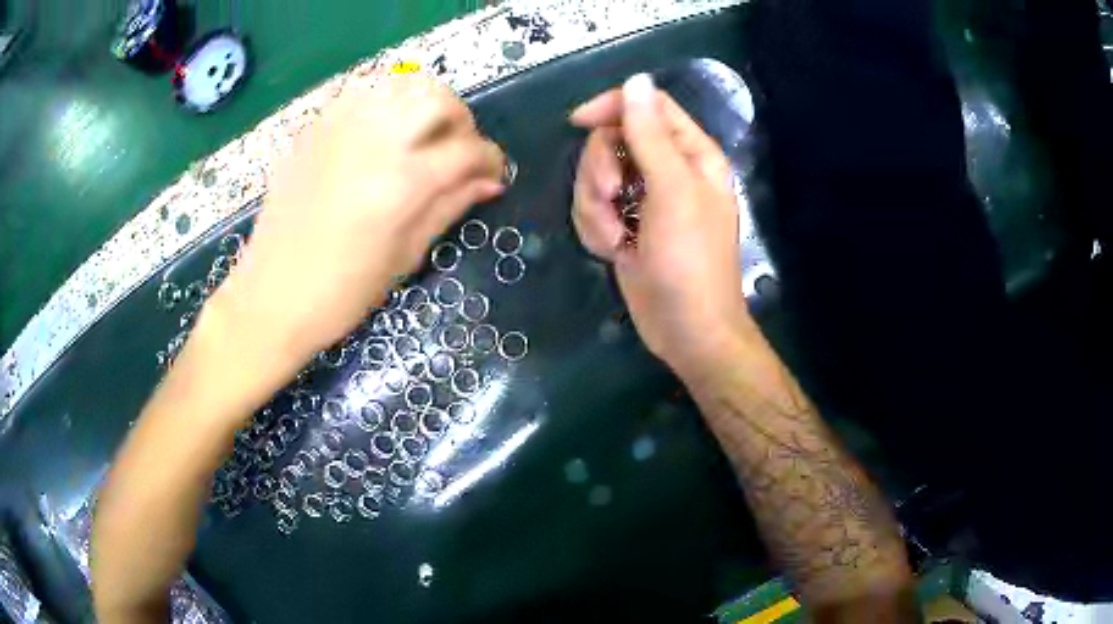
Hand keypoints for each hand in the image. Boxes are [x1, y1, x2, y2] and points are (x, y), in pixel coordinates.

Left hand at [213, 75, 504, 373]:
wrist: (270, 298)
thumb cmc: (341, 293)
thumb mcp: (405, 257)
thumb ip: (450, 207)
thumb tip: (489, 182)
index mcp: (401, 184)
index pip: (467, 150)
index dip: (492, 160)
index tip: (493, 175)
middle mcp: (372, 142)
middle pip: (437, 97)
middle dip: (460, 119)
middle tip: (457, 149)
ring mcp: (337, 130)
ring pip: (398, 84)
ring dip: (422, 104)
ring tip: (420, 136)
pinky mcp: (312, 130)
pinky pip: (359, 94)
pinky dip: (383, 104)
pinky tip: (380, 134)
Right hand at [571, 74, 756, 377]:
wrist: (686, 330)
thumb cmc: (690, 261)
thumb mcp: (672, 191)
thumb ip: (650, 134)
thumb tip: (636, 80)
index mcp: (691, 153)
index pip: (647, 107)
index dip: (613, 107)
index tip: (579, 122)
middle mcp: (667, 170)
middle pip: (612, 141)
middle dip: (601, 172)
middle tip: (612, 199)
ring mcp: (642, 199)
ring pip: (595, 177)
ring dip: (596, 208)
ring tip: (617, 238)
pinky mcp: (624, 225)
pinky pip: (592, 209)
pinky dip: (596, 230)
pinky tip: (615, 251)